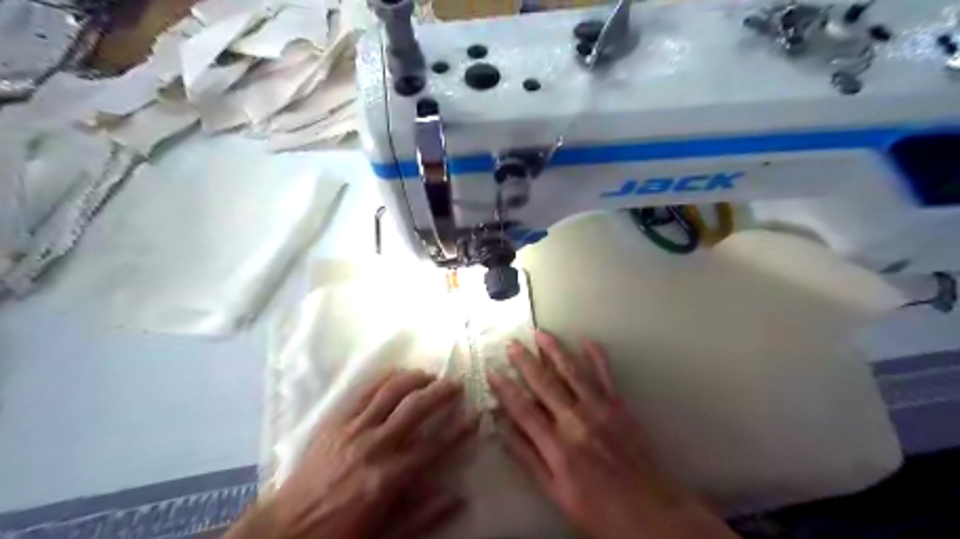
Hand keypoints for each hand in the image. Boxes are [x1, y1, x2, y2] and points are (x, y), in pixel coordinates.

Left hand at [227, 372, 474, 537]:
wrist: (285, 530)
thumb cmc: (339, 535)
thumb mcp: (385, 535)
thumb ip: (423, 515)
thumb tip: (457, 495)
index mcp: (389, 477)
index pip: (434, 445)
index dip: (459, 429)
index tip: (476, 415)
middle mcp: (374, 446)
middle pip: (415, 408)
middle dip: (441, 392)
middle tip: (456, 384)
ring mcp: (353, 429)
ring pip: (391, 391)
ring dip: (415, 378)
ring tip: (430, 375)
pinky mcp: (336, 422)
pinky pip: (365, 391)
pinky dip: (386, 379)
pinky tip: (398, 375)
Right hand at [491, 330, 735, 538]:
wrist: (652, 514)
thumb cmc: (599, 509)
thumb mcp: (555, 492)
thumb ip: (528, 458)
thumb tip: (503, 429)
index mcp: (557, 446)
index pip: (523, 409)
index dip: (505, 389)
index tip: (492, 372)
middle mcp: (576, 421)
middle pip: (545, 383)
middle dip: (525, 361)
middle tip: (512, 344)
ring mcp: (601, 410)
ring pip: (572, 372)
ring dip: (555, 350)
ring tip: (541, 333)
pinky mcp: (620, 407)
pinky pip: (606, 376)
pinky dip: (596, 357)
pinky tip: (587, 341)